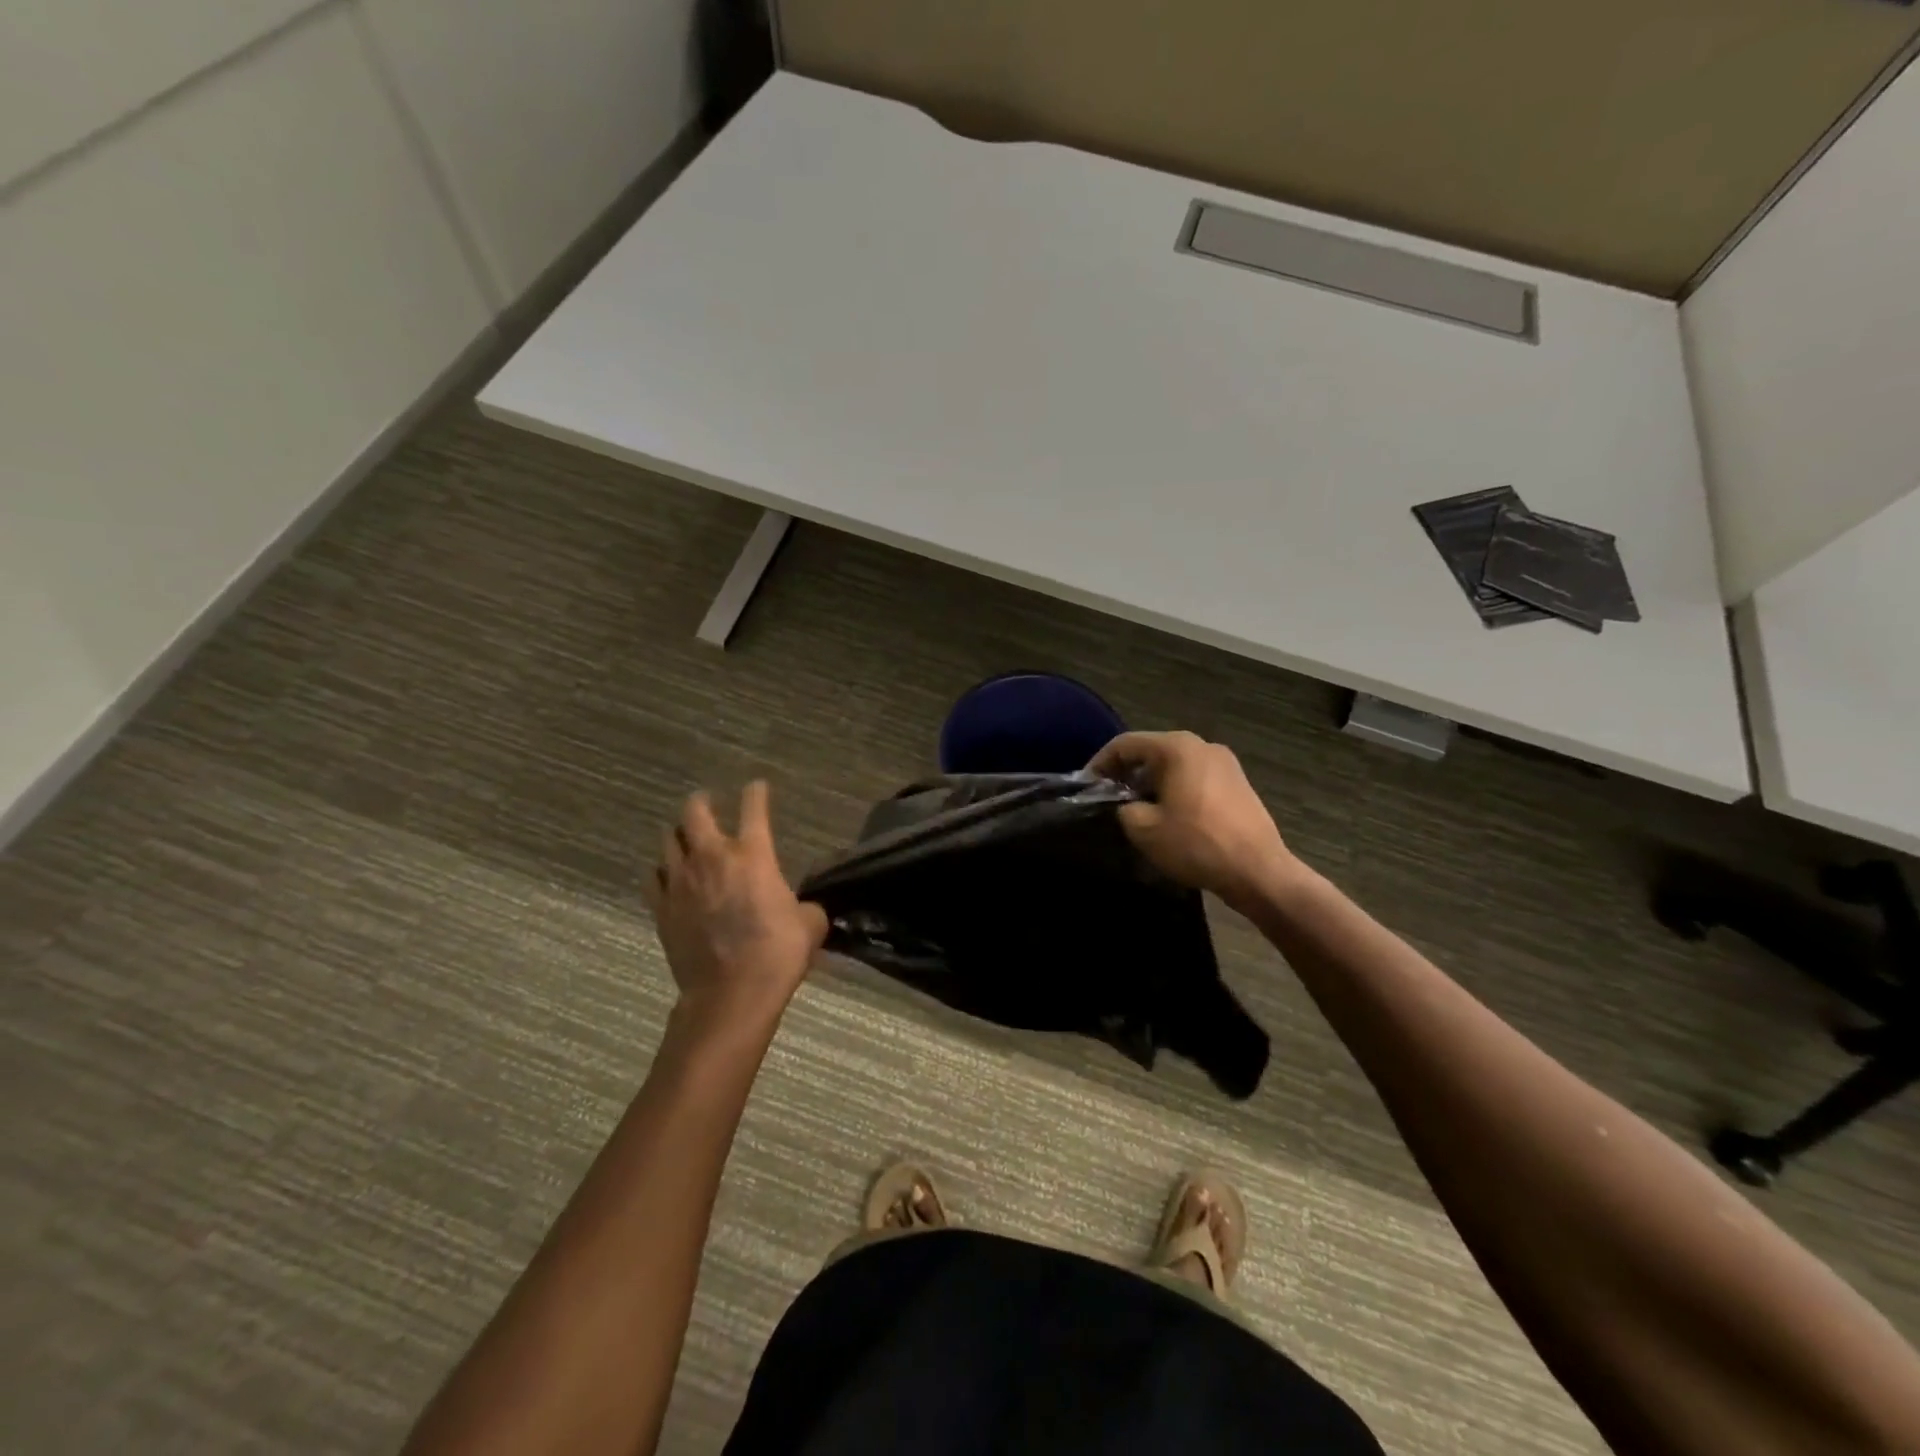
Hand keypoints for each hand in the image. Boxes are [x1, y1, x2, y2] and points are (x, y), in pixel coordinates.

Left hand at [648, 782, 828, 1032]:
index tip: (757, 788)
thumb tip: (805, 909)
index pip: (754, 807)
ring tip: (686, 840)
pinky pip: (653, 877)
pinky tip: (669, 877)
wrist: (731, 994)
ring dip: (679, 835)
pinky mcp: (661, 908)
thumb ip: (807, 907)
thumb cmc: (777, 953)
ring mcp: (680, 881)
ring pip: (668, 840)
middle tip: (707, 803)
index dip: (756, 793)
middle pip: (695, 812)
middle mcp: (712, 857)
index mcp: (753, 854)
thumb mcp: (810, 925)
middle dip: (701, 802)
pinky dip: (661, 871)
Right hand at [1088, 731, 1298, 910]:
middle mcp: (1202, 745)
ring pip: (1174, 765)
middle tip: (1108, 798)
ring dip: (1150, 783)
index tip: (1087, 785)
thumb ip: (1123, 807)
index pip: (1125, 744)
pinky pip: (1194, 777)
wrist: (1258, 872)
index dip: (1100, 763)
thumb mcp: (1143, 829)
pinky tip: (1168, 815)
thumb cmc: (1196, 844)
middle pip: (1151, 751)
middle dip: (1126, 773)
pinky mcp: (1237, 783)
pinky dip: (1174, 789)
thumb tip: (1125, 804)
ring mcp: (1225, 763)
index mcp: (1177, 748)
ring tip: (1136, 809)